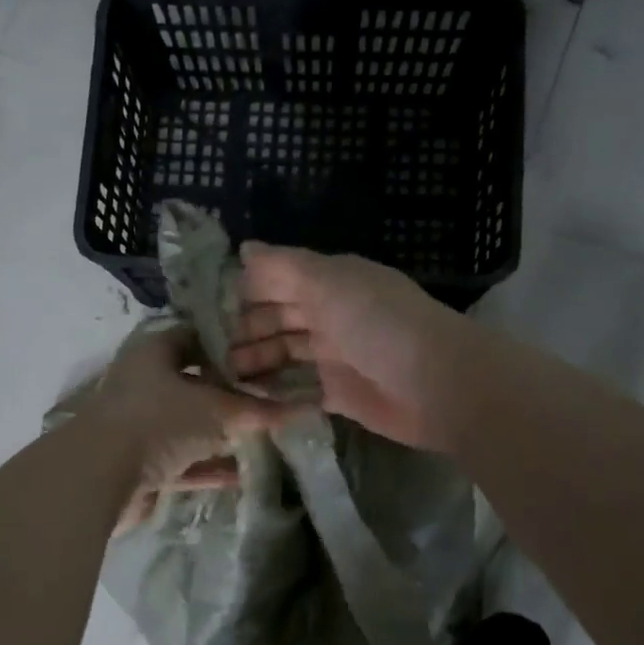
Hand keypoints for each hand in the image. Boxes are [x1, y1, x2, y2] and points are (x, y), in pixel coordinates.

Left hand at [84, 324, 288, 532]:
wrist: (99, 476)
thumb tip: (301, 408)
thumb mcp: (216, 410)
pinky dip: (207, 467)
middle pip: (193, 383)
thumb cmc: (159, 420)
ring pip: (187, 424)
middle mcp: (143, 383)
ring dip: (219, 434)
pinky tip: (240, 475)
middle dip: (229, 393)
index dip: (229, 344)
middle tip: (269, 398)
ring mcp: (138, 425)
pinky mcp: (137, 463)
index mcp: (154, 352)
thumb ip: (256, 410)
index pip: (196, 336)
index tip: (264, 355)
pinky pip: (181, 461)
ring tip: (261, 437)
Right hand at [228, 243, 471, 450]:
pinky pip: (298, 389)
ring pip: (285, 354)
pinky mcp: (339, 393)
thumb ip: (284, 266)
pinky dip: (275, 391)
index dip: (243, 290)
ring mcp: (335, 356)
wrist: (439, 385)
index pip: (278, 280)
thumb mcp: (330, 282)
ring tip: (219, 375)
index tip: (204, 306)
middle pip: (277, 319)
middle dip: (244, 330)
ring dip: (254, 362)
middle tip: (204, 348)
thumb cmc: (381, 324)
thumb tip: (244, 247)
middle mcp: (331, 315)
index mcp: (330, 282)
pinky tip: (245, 397)